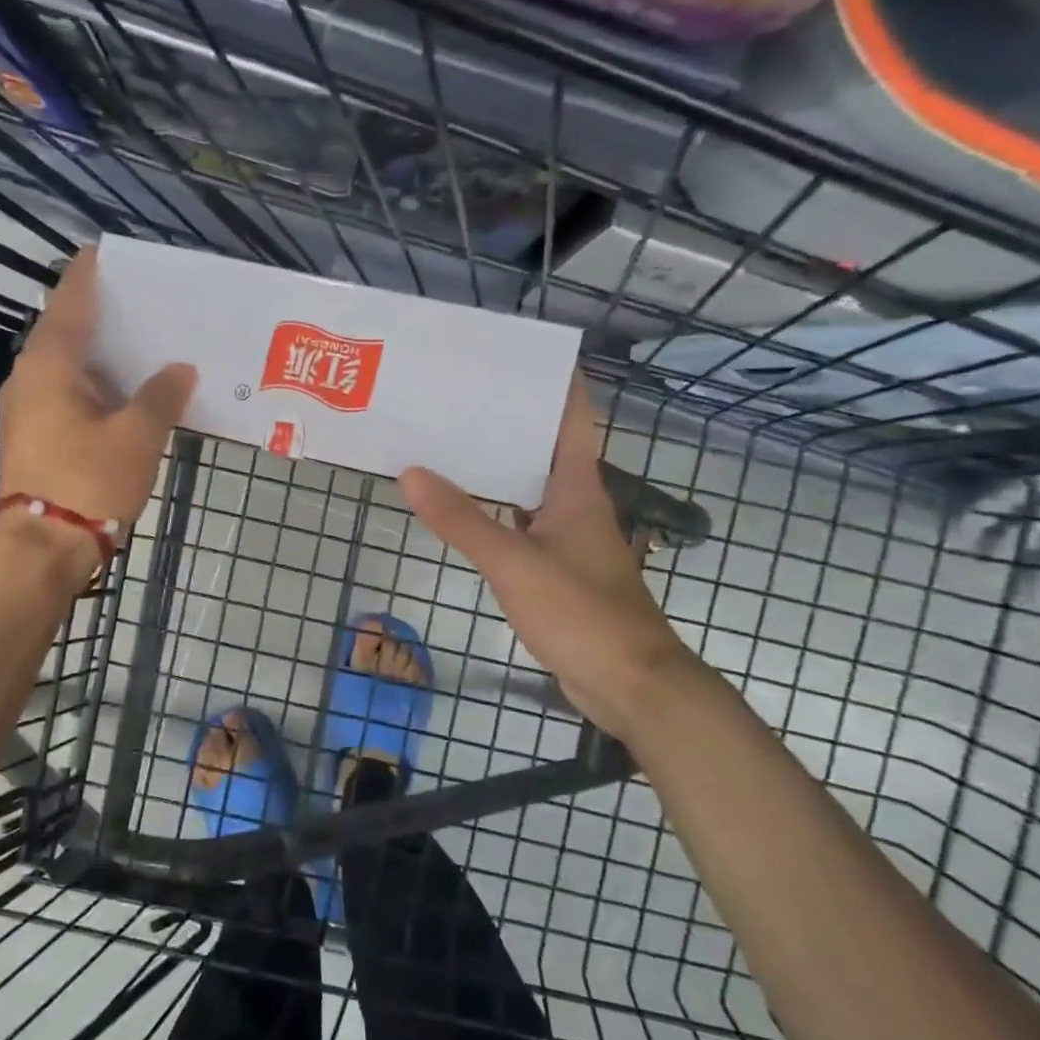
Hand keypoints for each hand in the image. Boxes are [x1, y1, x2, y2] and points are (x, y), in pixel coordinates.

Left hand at [0, 248, 197, 570]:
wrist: (42, 548)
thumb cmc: (89, 481)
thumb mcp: (137, 436)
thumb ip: (161, 395)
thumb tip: (180, 370)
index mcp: (49, 363)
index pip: (71, 298)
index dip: (91, 272)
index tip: (113, 253)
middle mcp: (29, 377)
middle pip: (66, 330)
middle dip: (104, 315)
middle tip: (146, 303)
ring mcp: (25, 409)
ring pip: (66, 366)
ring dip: (101, 355)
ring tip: (143, 345)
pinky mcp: (32, 437)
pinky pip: (65, 394)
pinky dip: (94, 386)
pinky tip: (125, 393)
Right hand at [400, 376, 700, 741]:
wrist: (628, 683)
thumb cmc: (582, 612)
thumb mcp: (515, 563)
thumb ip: (463, 521)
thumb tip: (411, 473)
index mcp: (578, 489)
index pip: (572, 418)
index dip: (552, 382)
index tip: (514, 356)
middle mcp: (575, 505)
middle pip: (542, 449)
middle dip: (506, 421)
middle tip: (454, 398)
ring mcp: (566, 539)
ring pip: (527, 489)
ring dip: (495, 468)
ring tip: (446, 444)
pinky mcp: (556, 570)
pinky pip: (519, 526)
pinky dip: (492, 512)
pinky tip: (460, 511)